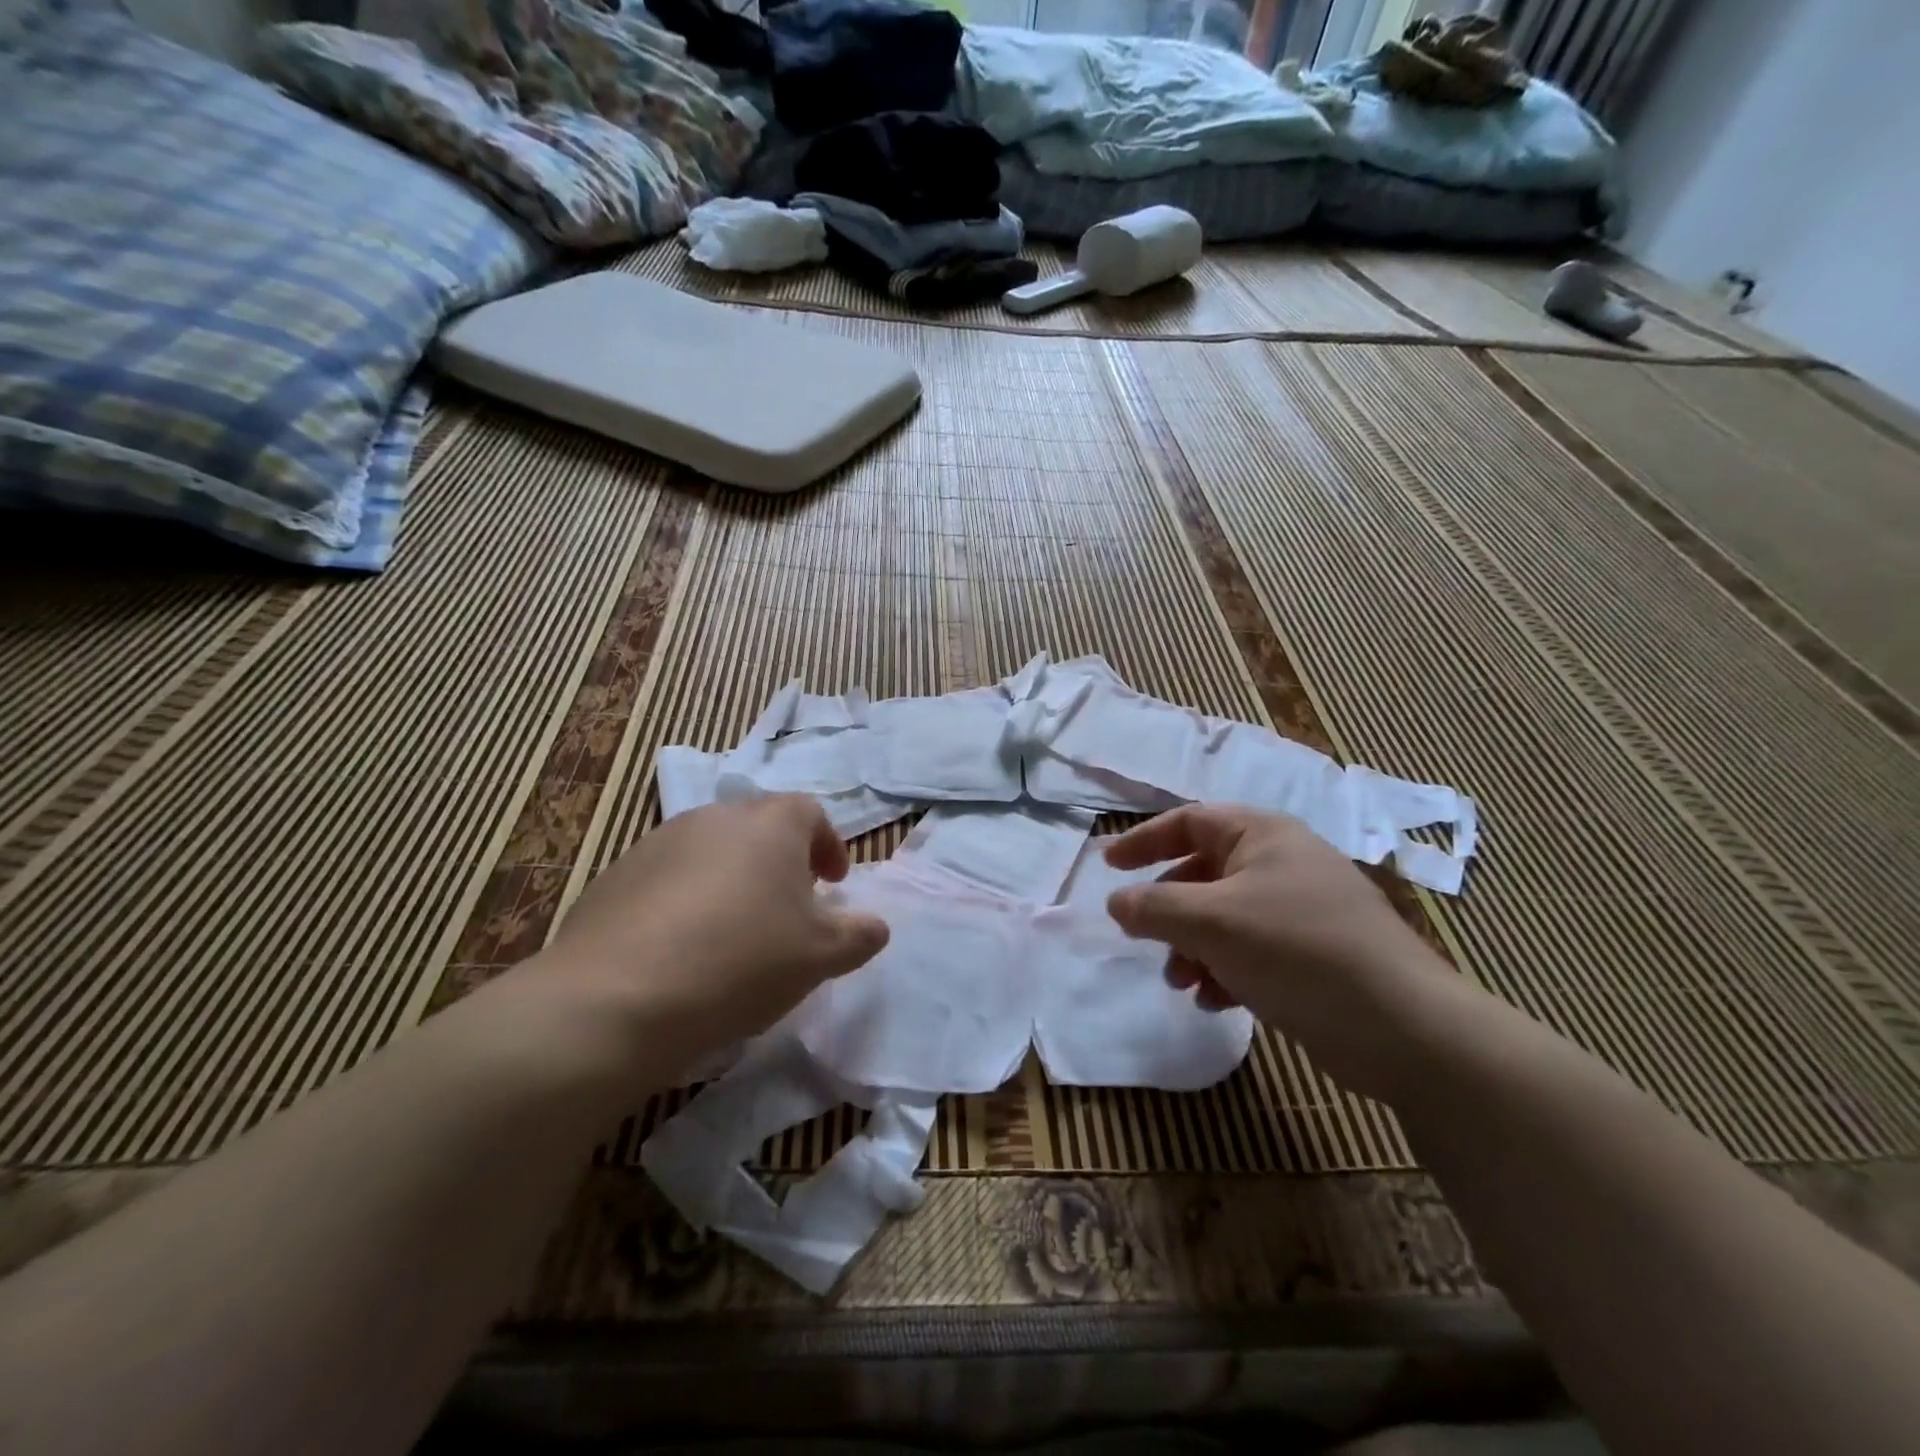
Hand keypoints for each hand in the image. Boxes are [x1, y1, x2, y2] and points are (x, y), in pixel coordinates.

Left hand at [540, 796, 889, 1074]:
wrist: (615, 998)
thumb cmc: (740, 961)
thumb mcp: (819, 956)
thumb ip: (858, 935)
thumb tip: (875, 925)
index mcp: (770, 823)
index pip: (811, 813)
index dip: (828, 845)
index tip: (833, 885)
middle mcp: (715, 817)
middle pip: (760, 826)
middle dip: (781, 861)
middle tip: (788, 908)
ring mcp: (659, 841)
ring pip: (712, 849)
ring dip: (733, 879)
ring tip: (734, 930)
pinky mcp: (616, 874)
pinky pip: (668, 877)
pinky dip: (687, 899)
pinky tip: (682, 948)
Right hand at [1104, 805, 1455, 1102]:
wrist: (1402, 1026)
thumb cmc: (1295, 950)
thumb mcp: (1210, 921)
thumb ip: (1153, 907)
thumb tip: (1116, 902)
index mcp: (1262, 835)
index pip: (1189, 821)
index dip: (1144, 841)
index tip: (1108, 868)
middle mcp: (1282, 863)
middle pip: (1203, 873)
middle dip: (1169, 910)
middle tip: (1143, 938)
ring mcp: (1302, 909)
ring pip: (1224, 918)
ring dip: (1193, 947)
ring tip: (1181, 982)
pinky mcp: (1315, 954)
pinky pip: (1252, 950)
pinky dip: (1226, 970)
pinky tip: (1217, 1002)